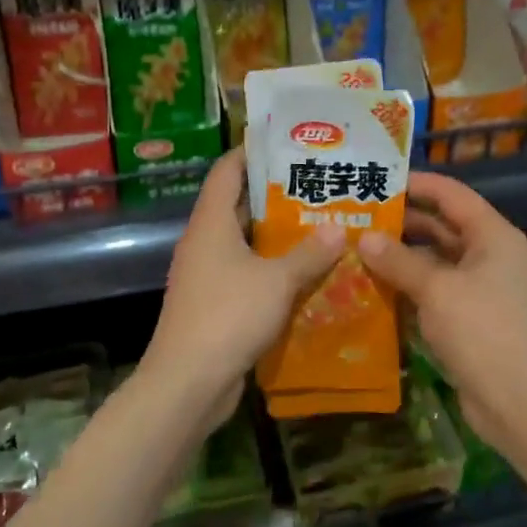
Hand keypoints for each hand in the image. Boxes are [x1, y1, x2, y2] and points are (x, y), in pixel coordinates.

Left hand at [143, 148, 344, 423]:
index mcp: (211, 222)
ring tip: (321, 223)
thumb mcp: (277, 281)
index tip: (286, 143)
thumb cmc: (228, 316)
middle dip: (276, 195)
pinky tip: (307, 271)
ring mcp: (207, 274)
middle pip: (239, 205)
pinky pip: (246, 273)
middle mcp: (205, 241)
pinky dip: (272, 268)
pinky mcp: (215, 303)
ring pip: (245, 242)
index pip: (227, 171)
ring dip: (278, 235)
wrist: (187, 383)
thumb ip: (310, 253)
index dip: (252, 152)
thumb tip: (339, 229)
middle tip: (317, 185)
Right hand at [357, 172, 526, 458]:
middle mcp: (489, 254)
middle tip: (358, 215)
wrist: (519, 403)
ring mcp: (480, 287)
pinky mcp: (469, 316)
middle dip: (402, 220)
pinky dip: (408, 283)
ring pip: (435, 259)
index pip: (451, 194)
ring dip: (401, 254)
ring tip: (358, 246)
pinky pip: (434, 288)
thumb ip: (398, 260)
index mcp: (492, 235)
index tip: (378, 179)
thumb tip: (364, 237)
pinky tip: (374, 284)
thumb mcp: (436, 289)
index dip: (417, 183)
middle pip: (441, 225)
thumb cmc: (482, 332)